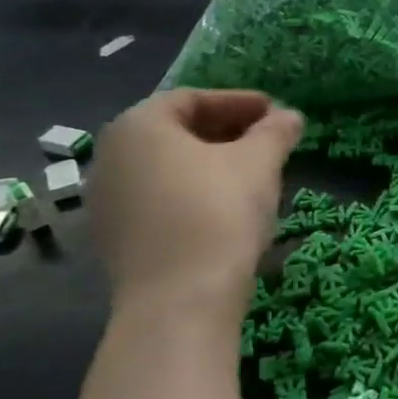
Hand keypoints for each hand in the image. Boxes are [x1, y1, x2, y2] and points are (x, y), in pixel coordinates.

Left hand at [92, 90, 304, 320]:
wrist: (180, 300)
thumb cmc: (219, 212)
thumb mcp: (259, 162)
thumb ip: (275, 131)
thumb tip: (290, 116)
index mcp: (138, 126)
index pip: (191, 98)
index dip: (238, 101)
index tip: (274, 112)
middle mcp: (110, 157)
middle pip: (175, 132)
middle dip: (225, 132)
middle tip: (266, 141)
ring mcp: (107, 202)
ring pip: (166, 169)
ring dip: (210, 165)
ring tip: (252, 176)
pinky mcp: (115, 241)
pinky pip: (159, 201)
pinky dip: (192, 195)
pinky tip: (225, 210)